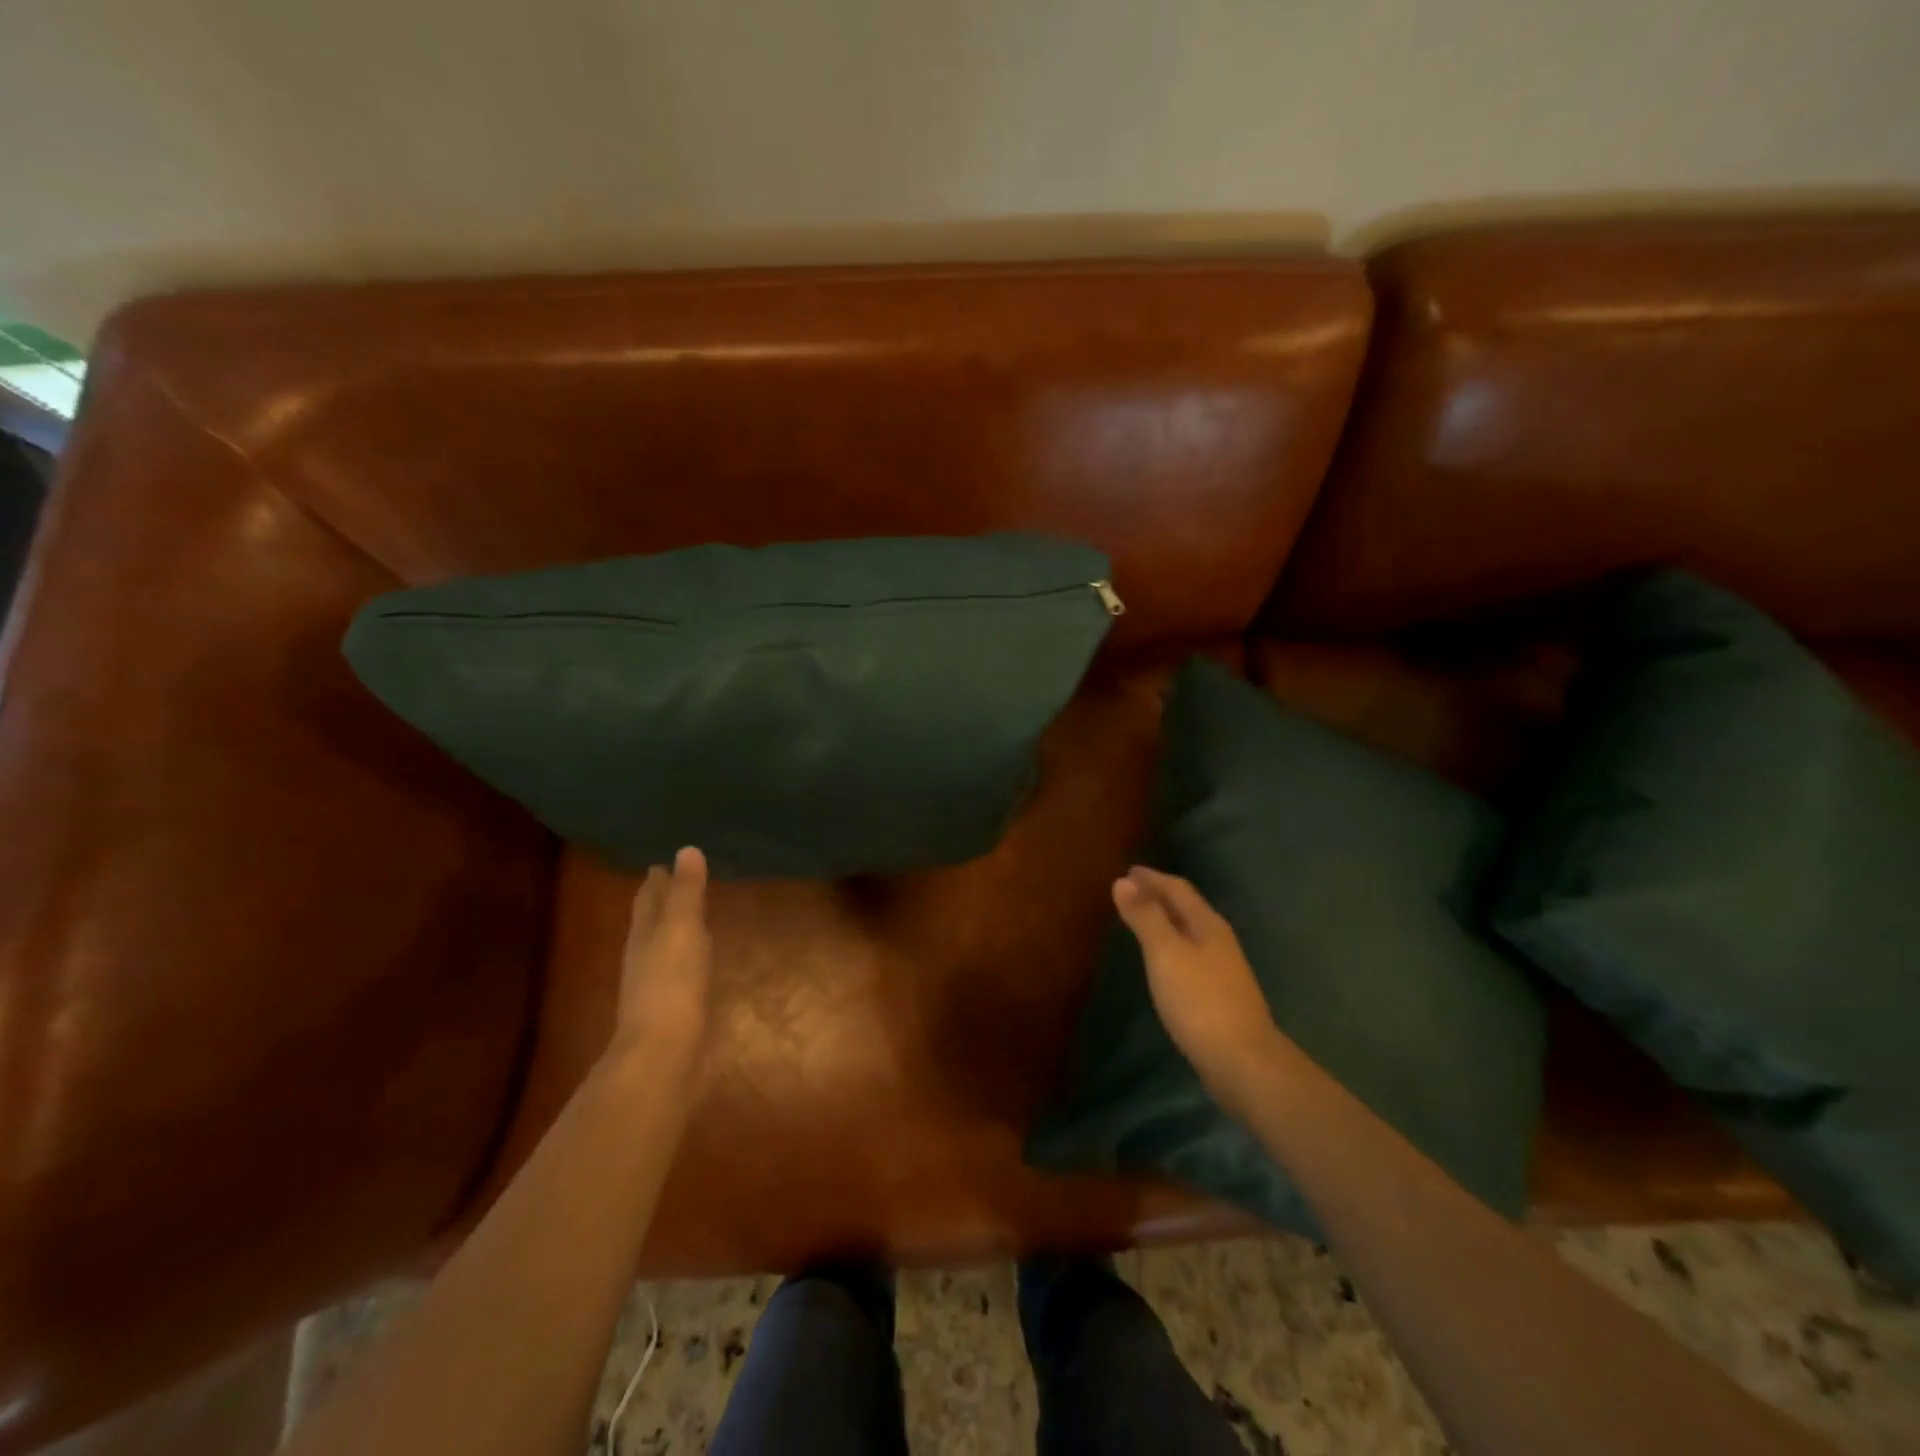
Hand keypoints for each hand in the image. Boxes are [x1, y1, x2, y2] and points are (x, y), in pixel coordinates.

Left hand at [610, 846, 712, 1076]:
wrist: (664, 1057)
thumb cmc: (671, 986)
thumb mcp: (681, 931)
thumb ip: (686, 893)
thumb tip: (686, 849)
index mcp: (644, 936)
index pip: (648, 899)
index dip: (656, 881)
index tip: (661, 862)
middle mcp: (647, 958)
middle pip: (652, 923)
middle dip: (662, 903)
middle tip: (677, 882)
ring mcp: (660, 987)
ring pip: (668, 948)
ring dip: (677, 931)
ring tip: (694, 918)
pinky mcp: (678, 1011)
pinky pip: (685, 973)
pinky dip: (692, 959)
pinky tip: (703, 962)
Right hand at [1113, 865, 1285, 1109]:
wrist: (1243, 1061)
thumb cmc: (1199, 1000)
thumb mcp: (1165, 953)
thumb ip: (1145, 917)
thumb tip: (1123, 881)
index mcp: (1208, 925)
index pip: (1178, 889)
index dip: (1153, 878)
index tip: (1128, 871)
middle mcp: (1218, 941)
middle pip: (1187, 908)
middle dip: (1159, 896)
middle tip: (1131, 890)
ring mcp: (1223, 970)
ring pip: (1190, 933)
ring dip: (1166, 921)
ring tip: (1142, 920)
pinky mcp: (1219, 996)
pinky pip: (1190, 957)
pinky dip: (1171, 946)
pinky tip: (1162, 962)